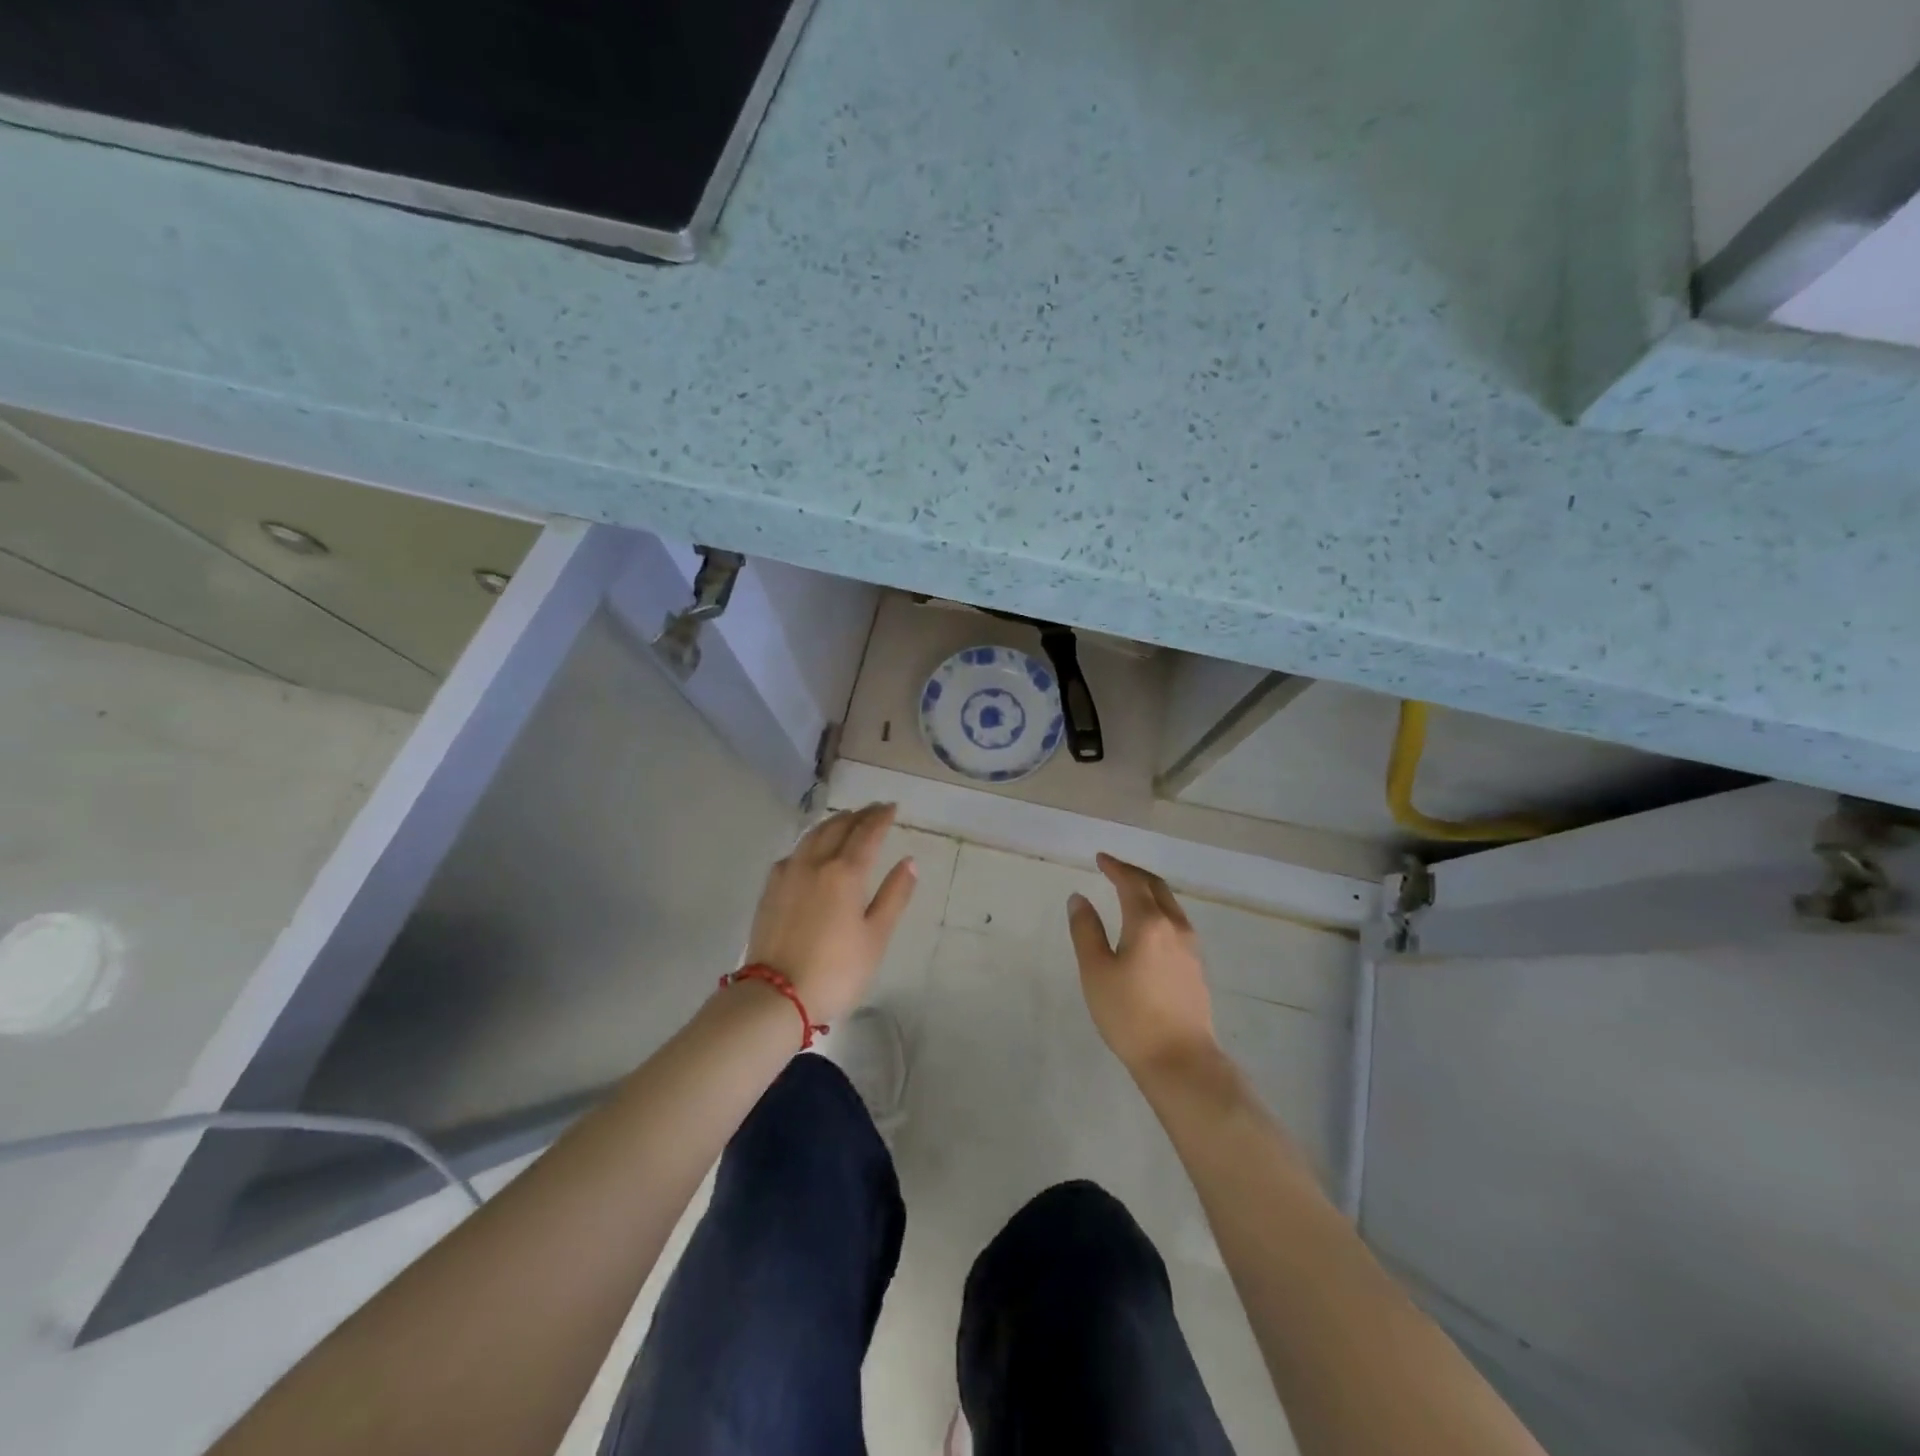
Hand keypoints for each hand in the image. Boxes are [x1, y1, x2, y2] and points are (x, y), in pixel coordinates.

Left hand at [741, 803, 916, 1024]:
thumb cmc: (836, 970)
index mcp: (845, 873)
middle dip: (858, 815)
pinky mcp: (770, 889)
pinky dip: (809, 842)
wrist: (776, 995)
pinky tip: (811, 850)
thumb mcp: (875, 937)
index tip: (892, 807)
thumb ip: (894, 896)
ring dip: (833, 823)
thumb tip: (909, 862)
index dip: (881, 817)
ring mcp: (788, 874)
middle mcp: (814, 863)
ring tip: (845, 820)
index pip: (867, 834)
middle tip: (873, 809)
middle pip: (838, 827)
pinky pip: (794, 852)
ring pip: (812, 836)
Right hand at [1068, 853, 1219, 1076]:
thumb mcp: (1096, 971)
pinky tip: (1148, 925)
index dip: (1115, 867)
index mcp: (1148, 923)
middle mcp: (1175, 926)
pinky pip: (1176, 922)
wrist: (1180, 1060)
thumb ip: (1085, 930)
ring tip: (1129, 892)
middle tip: (1113, 869)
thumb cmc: (1130, 1015)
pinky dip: (1159, 910)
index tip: (1100, 858)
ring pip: (1170, 904)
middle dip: (1134, 874)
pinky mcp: (1196, 966)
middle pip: (1156, 887)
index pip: (1131, 883)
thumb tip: (1079, 898)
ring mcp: (1191, 947)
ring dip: (1149, 891)